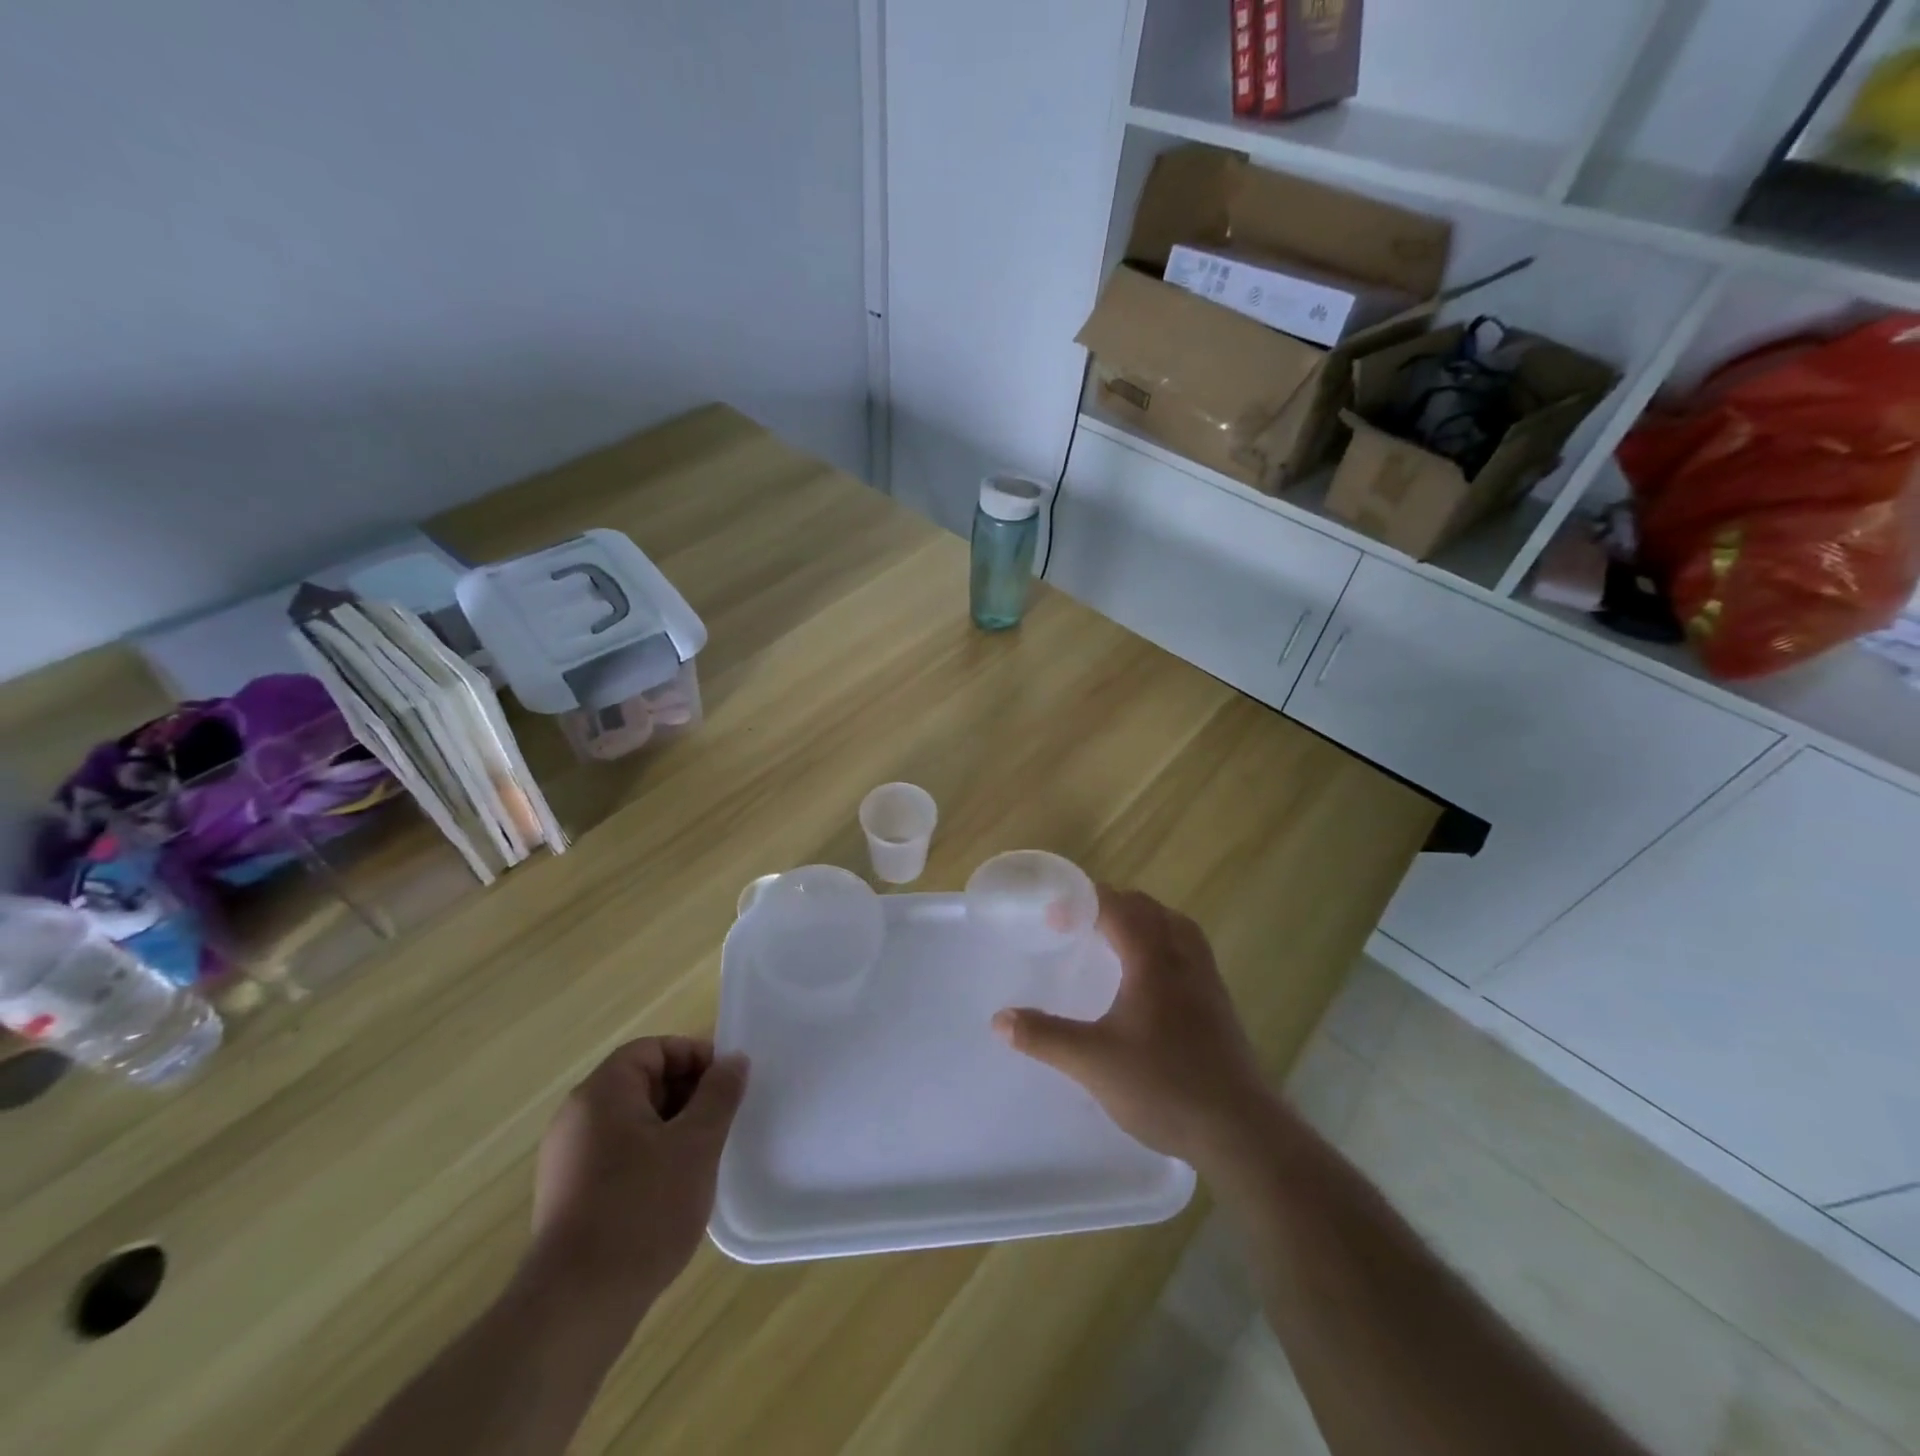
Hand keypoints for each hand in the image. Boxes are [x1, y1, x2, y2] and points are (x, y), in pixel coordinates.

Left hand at [529, 1037, 748, 1316]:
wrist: (576, 1307)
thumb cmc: (643, 1209)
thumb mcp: (696, 1143)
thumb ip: (719, 1094)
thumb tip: (734, 1060)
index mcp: (602, 1092)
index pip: (653, 1049)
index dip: (694, 1057)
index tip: (726, 1085)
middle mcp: (577, 1117)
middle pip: (641, 1082)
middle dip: (687, 1094)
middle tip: (721, 1122)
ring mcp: (567, 1159)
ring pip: (632, 1121)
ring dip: (672, 1128)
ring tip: (703, 1157)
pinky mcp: (568, 1196)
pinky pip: (618, 1154)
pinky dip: (650, 1157)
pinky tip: (674, 1190)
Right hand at [992, 886, 1266, 1165]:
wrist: (1239, 1130)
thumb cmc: (1163, 1085)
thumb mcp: (1093, 1062)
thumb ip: (1044, 1036)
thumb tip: (999, 1019)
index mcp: (1153, 960)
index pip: (1118, 908)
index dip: (1085, 902)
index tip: (1054, 914)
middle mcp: (1183, 959)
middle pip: (1150, 910)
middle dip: (1113, 905)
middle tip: (1080, 923)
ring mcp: (1207, 981)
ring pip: (1176, 927)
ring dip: (1144, 921)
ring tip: (1116, 938)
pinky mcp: (1220, 1004)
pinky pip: (1189, 951)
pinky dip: (1164, 944)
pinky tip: (1151, 977)